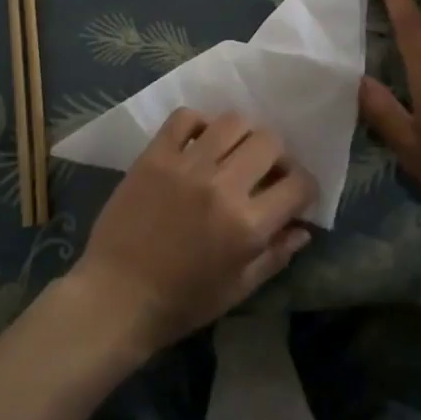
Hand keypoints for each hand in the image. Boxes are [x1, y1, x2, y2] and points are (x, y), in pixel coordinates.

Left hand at [69, 109, 317, 353]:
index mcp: (247, 225)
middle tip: (265, 171)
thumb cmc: (181, 302)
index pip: (298, 184)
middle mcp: (222, 185)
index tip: (294, 193)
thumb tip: (304, 228)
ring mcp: (186, 164)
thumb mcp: (238, 289)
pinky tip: (199, 141)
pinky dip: (199, 123)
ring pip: (232, 121)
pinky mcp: (155, 155)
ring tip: (233, 152)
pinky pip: (185, 117)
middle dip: (277, 156)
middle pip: (269, 141)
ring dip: (242, 135)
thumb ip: (275, 255)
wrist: (116, 297)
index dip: (305, 187)